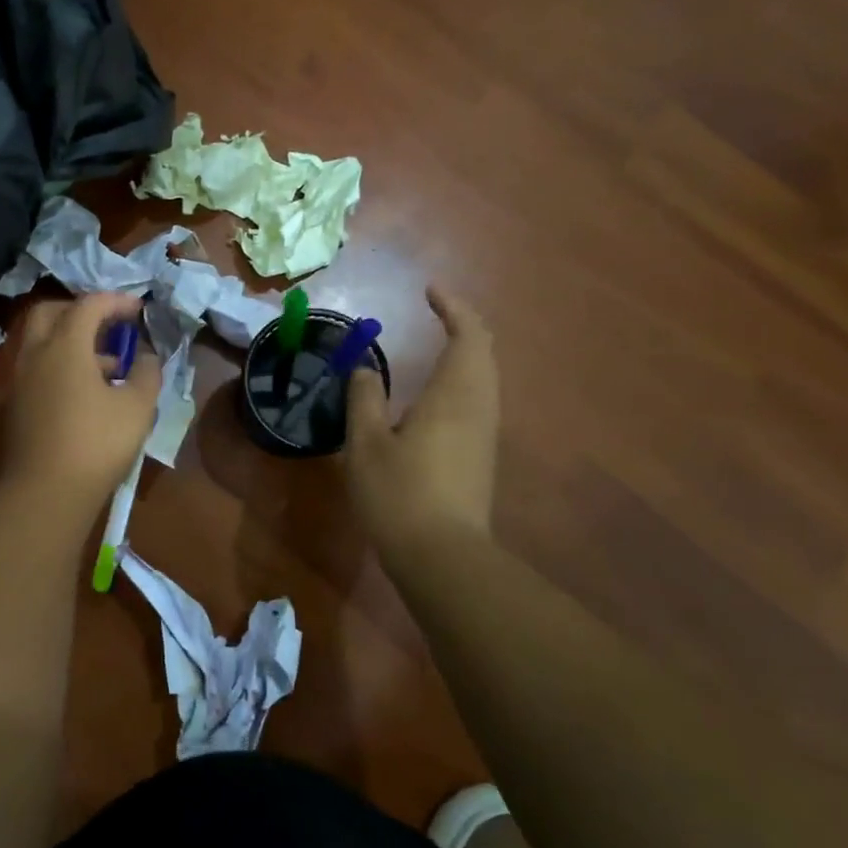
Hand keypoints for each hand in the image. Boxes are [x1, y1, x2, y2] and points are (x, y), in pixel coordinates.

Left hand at [1, 292, 161, 506]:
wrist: (44, 494)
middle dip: (82, 311)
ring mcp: (19, 380)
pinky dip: (59, 365)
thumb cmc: (96, 444)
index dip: (117, 302)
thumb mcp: (137, 407)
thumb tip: (146, 356)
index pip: (89, 305)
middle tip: (110, 325)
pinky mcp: (14, 405)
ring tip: (108, 365)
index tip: (140, 310)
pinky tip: (85, 393)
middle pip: (52, 312)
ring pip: (42, 343)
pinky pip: (37, 368)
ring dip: (72, 341)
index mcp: (64, 345)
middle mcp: (34, 354)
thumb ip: (147, 373)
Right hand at [345, 286, 498, 557]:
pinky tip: (433, 397)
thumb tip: (363, 368)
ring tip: (434, 346)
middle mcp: (479, 406)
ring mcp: (485, 433)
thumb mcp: (366, 442)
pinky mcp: (481, 456)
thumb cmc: (399, 492)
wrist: (443, 555)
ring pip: (484, 377)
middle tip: (435, 313)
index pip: (468, 334)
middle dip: (463, 326)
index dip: (452, 307)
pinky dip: (461, 380)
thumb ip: (364, 398)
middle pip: (484, 352)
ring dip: (465, 353)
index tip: (428, 292)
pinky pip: (478, 400)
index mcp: (454, 394)